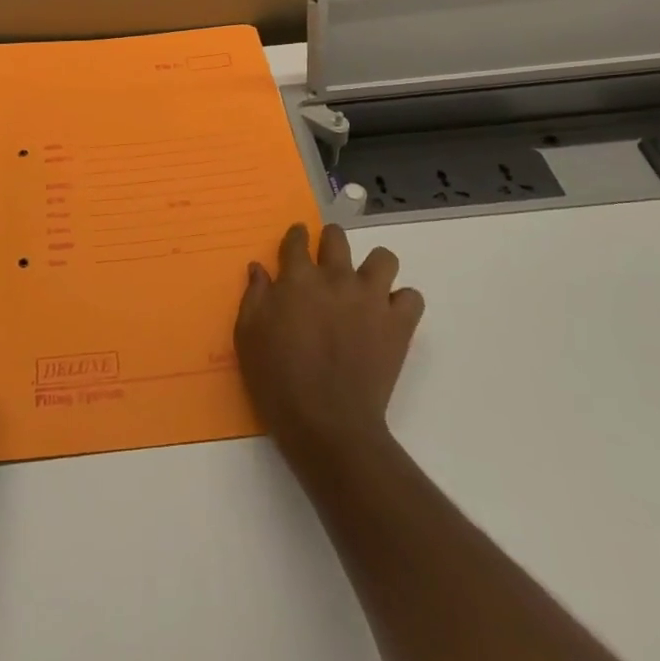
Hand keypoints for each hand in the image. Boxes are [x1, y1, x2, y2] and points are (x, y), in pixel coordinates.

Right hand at [235, 223, 423, 464]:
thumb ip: (254, 295)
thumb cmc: (278, 379)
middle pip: (337, 237)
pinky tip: (387, 316)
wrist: (327, 424)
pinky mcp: (398, 324)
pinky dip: (401, 302)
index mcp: (298, 278)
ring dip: (373, 267)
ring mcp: (371, 298)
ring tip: (364, 286)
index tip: (295, 243)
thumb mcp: (248, 335)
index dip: (296, 237)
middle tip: (326, 262)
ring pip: (383, 258)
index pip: (297, 239)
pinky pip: (411, 298)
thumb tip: (259, 268)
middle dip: (330, 241)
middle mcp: (336, 278)